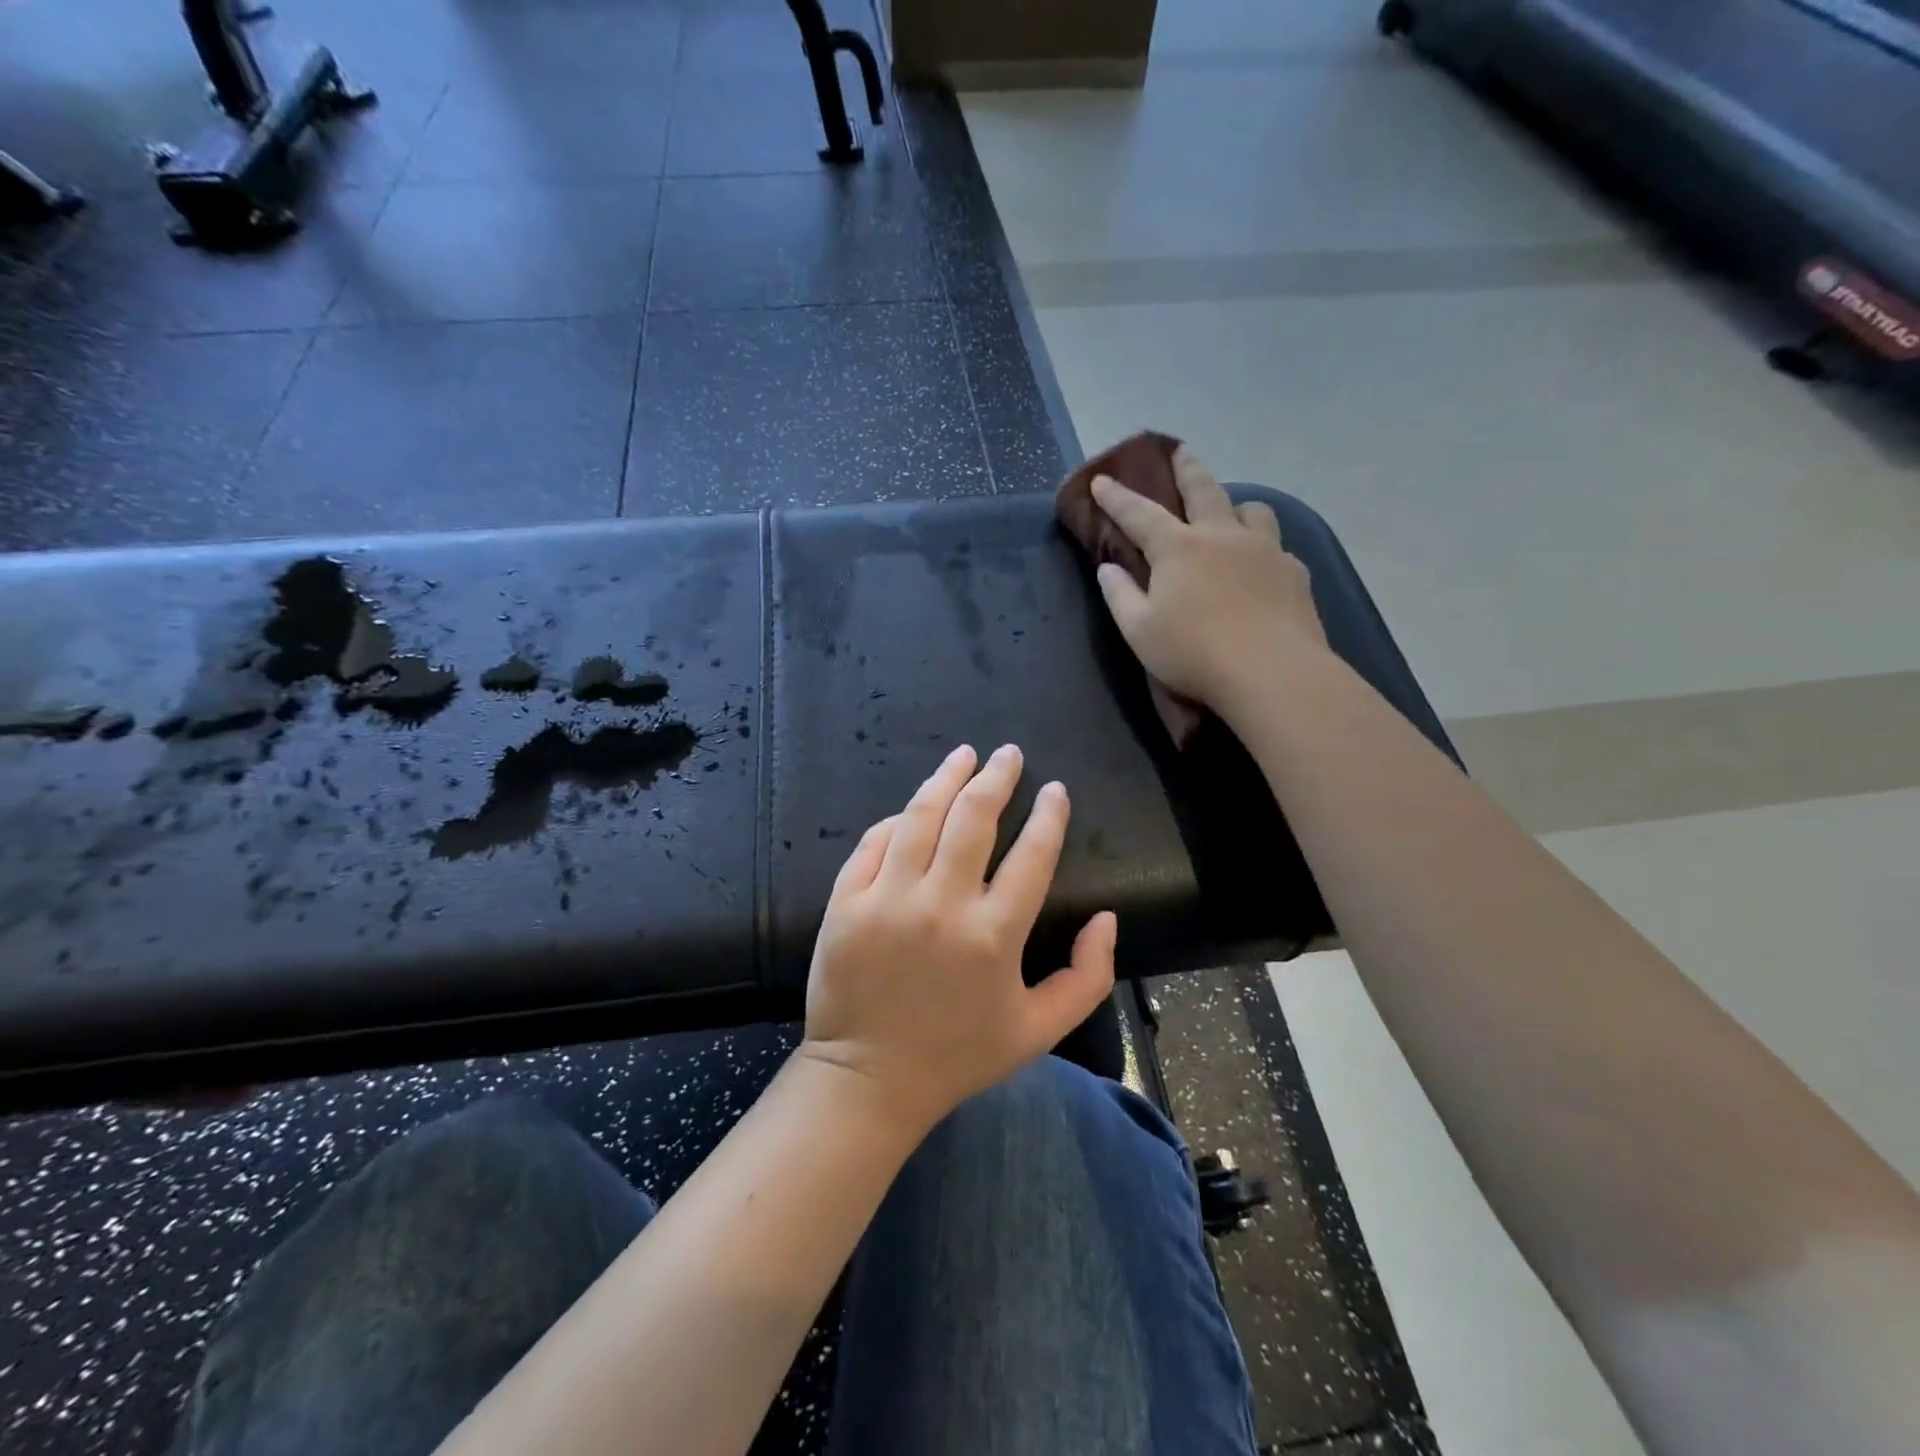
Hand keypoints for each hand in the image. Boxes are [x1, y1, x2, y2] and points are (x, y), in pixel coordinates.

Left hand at [800, 743, 1117, 1132]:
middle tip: (1009, 754)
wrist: (868, 1079)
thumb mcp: (1039, 1030)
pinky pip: (874, 842)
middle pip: (974, 818)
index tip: (1054, 789)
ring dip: (947, 778)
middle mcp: (941, 906)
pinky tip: (914, 807)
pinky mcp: (846, 901)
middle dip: (997, 777)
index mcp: (994, 935)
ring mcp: (887, 899)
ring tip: (964, 755)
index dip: (1049, 814)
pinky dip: (897, 819)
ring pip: (921, 816)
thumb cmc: (959, 1055)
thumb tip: (1108, 918)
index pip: (1032, 854)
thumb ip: (1087, 977)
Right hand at [1092, 446, 1327, 711]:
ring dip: (1236, 506)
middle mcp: (1222, 536)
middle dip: (1187, 468)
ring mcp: (1265, 551)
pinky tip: (1261, 567)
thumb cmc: (1193, 654)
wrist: (1271, 672)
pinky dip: (1263, 548)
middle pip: (1204, 489)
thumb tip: (1108, 569)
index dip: (1117, 497)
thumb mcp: (1139, 632)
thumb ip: (1120, 596)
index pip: (1139, 514)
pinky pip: (1277, 547)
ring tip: (1230, 514)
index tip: (1101, 480)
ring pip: (1252, 510)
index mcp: (1178, 549)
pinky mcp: (1294, 573)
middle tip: (1180, 451)